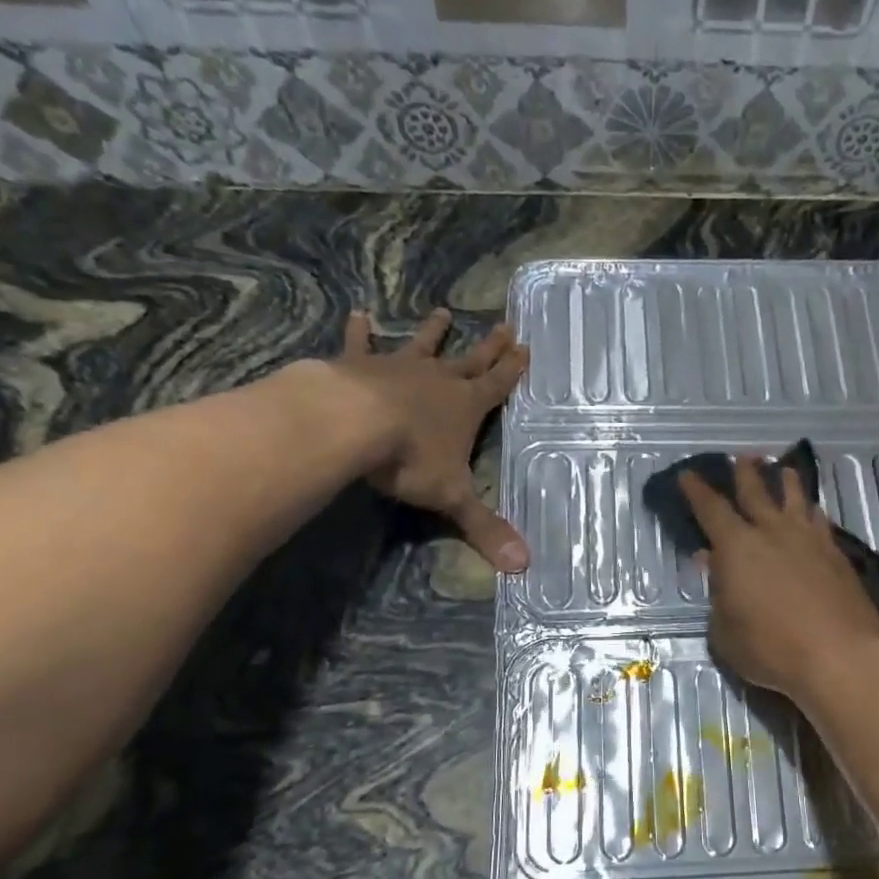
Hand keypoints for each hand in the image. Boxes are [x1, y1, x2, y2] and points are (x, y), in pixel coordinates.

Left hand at [328, 307, 528, 571]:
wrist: (353, 424)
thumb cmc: (411, 459)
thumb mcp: (452, 498)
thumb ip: (485, 528)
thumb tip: (523, 567)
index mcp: (466, 406)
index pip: (498, 385)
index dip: (512, 370)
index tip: (525, 346)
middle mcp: (439, 380)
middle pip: (470, 360)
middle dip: (489, 346)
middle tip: (504, 324)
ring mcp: (399, 368)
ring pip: (422, 346)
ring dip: (434, 332)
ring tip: (443, 311)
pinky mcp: (359, 365)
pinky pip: (362, 344)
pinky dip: (360, 331)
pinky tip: (358, 314)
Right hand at [680, 458, 878, 702]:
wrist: (839, 656)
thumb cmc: (770, 648)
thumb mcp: (725, 631)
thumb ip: (718, 595)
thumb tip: (713, 564)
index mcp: (737, 547)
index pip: (711, 510)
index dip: (697, 491)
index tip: (688, 475)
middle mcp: (773, 533)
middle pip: (756, 493)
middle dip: (745, 473)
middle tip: (743, 457)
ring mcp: (809, 540)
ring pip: (795, 500)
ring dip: (786, 482)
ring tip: (784, 469)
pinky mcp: (837, 555)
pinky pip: (820, 521)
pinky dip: (812, 511)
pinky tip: (814, 511)